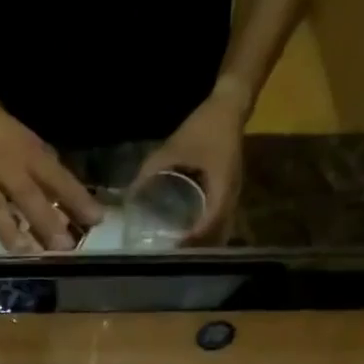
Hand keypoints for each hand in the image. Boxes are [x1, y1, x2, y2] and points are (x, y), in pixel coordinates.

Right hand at [0, 97, 103, 253]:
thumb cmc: (4, 136)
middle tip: (63, 247)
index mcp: (29, 156)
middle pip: (28, 196)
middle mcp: (5, 168)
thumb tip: (77, 212)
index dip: (77, 198)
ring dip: (11, 231)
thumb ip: (51, 178)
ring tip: (25, 253)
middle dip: (46, 221)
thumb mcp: (32, 148)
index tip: (96, 219)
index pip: (58, 178)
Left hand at [133, 80, 247, 242]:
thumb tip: (130, 195)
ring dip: (202, 242)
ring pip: (219, 229)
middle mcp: (231, 197)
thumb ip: (150, 170)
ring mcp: (233, 196)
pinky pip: (219, 219)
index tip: (174, 250)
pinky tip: (189, 233)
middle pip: (216, 233)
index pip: (209, 224)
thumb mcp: (172, 148)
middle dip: (196, 247)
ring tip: (180, 251)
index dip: (192, 240)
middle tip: (173, 257)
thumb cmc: (204, 127)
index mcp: (221, 187)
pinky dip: (206, 230)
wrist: (230, 106)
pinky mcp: (229, 193)